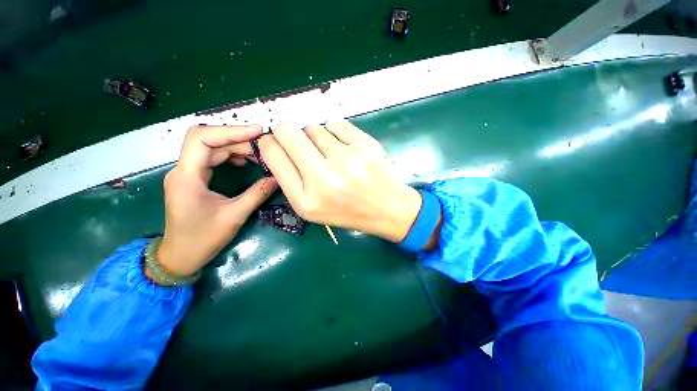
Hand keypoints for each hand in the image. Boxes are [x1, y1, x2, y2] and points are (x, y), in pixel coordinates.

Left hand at [154, 126, 277, 277]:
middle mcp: (183, 169)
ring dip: (236, 147)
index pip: (203, 139)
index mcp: (187, 177)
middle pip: (209, 140)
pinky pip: (212, 158)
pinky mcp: (193, 178)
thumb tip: (278, 178)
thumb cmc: (202, 239)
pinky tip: (244, 161)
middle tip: (265, 146)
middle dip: (238, 139)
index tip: (258, 132)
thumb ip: (257, 194)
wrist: (180, 256)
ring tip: (259, 153)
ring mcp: (187, 173)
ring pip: (211, 148)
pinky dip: (230, 155)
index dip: (231, 131)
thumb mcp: (234, 216)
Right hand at [258, 121, 421, 241]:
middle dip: (287, 131)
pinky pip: (336, 124)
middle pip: (288, 131)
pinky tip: (345, 149)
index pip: (272, 153)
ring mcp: (347, 160)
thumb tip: (276, 144)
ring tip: (331, 154)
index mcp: (306, 199)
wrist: (386, 209)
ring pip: (315, 127)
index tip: (276, 141)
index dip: (269, 141)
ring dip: (317, 137)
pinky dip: (335, 133)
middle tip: (299, 140)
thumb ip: (290, 179)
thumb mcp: (311, 207)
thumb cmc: (347, 211)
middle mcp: (324, 179)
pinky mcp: (365, 146)